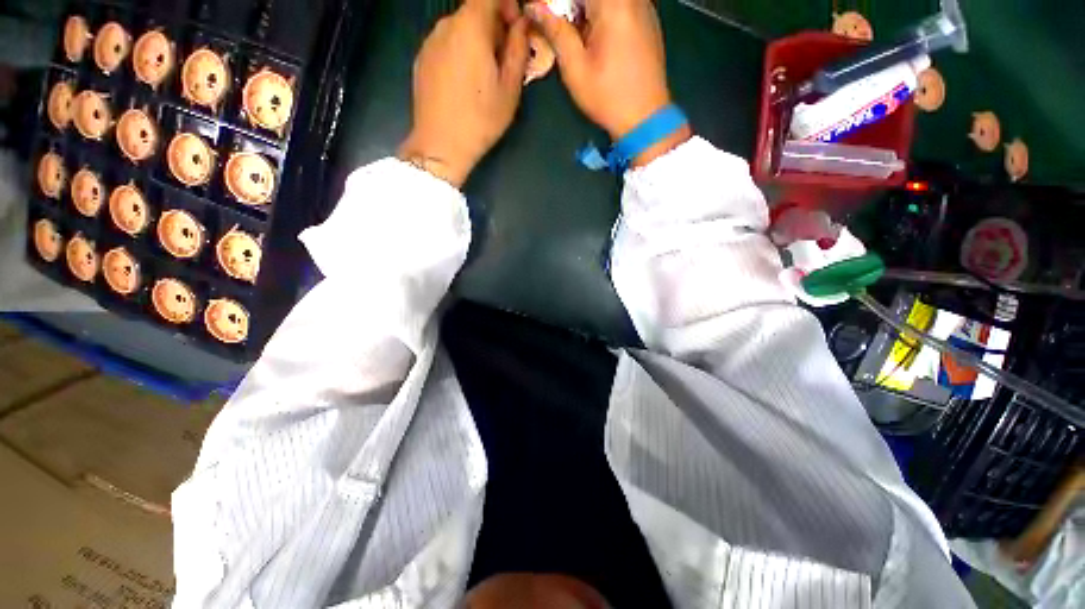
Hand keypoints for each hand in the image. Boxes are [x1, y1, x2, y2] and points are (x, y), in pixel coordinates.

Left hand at [399, 0, 529, 187]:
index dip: (506, 5)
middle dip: (493, 26)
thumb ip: (518, 49)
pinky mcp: (421, 60)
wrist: (441, 145)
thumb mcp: (510, 88)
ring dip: (476, 41)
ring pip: (459, 29)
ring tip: (484, 76)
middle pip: (473, 11)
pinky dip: (459, 52)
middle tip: (504, 58)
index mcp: (471, 27)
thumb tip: (521, 25)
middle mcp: (446, 25)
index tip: (515, 27)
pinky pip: (445, 45)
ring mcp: (429, 42)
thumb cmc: (481, 119)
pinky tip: (465, 83)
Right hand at [527, 0, 689, 165]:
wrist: (645, 118)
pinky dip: (601, 14)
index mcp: (613, 4)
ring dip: (584, 11)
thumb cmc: (608, 97)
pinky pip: (620, 6)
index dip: (555, 2)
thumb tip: (535, 7)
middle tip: (556, 26)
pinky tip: (593, 38)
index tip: (542, 13)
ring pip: (605, 1)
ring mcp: (644, 7)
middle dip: (569, 6)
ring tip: (572, 33)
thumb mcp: (576, 68)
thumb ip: (556, 31)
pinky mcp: (648, 20)